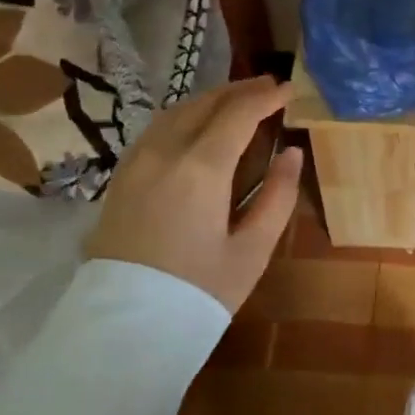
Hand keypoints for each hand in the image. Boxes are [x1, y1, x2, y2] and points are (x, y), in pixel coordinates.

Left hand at [84, 76, 301, 312]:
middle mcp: (164, 153)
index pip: (237, 114)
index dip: (266, 97)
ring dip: (210, 100)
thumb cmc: (199, 291)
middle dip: (239, 91)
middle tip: (269, 88)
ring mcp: (136, 163)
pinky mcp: (122, 178)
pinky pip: (157, 129)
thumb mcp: (252, 250)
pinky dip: (185, 116)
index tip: (290, 89)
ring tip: (238, 101)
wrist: (125, 327)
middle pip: (204, 104)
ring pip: (176, 112)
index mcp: (201, 169)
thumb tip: (292, 154)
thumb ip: (277, 196)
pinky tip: (198, 126)